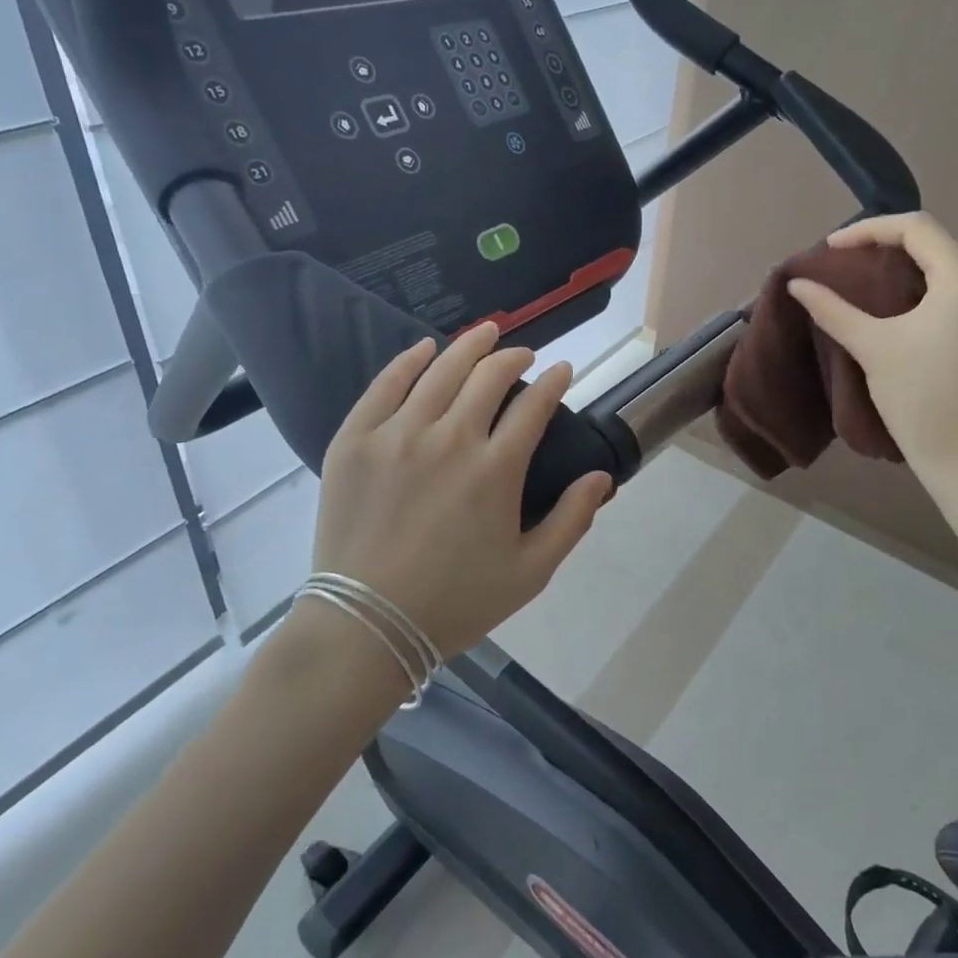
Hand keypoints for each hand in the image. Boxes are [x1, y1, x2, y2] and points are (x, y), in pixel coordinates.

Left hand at [304, 324, 612, 659]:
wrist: (367, 626)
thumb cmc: (455, 602)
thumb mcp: (530, 573)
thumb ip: (572, 521)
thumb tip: (602, 477)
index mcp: (495, 470)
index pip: (534, 405)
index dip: (555, 382)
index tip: (563, 371)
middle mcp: (450, 438)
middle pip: (489, 376)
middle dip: (514, 357)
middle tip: (524, 355)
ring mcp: (397, 434)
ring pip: (440, 370)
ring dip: (470, 345)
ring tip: (486, 331)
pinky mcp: (355, 440)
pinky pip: (385, 385)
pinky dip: (409, 360)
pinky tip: (425, 348)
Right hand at [787, 212, 957, 481]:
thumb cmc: (917, 397)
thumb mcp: (871, 345)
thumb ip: (832, 308)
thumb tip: (797, 283)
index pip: (916, 228)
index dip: (869, 229)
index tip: (831, 247)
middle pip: (935, 243)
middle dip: (886, 245)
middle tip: (844, 259)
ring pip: (947, 264)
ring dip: (906, 264)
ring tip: (863, 276)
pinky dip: (925, 284)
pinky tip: (896, 298)